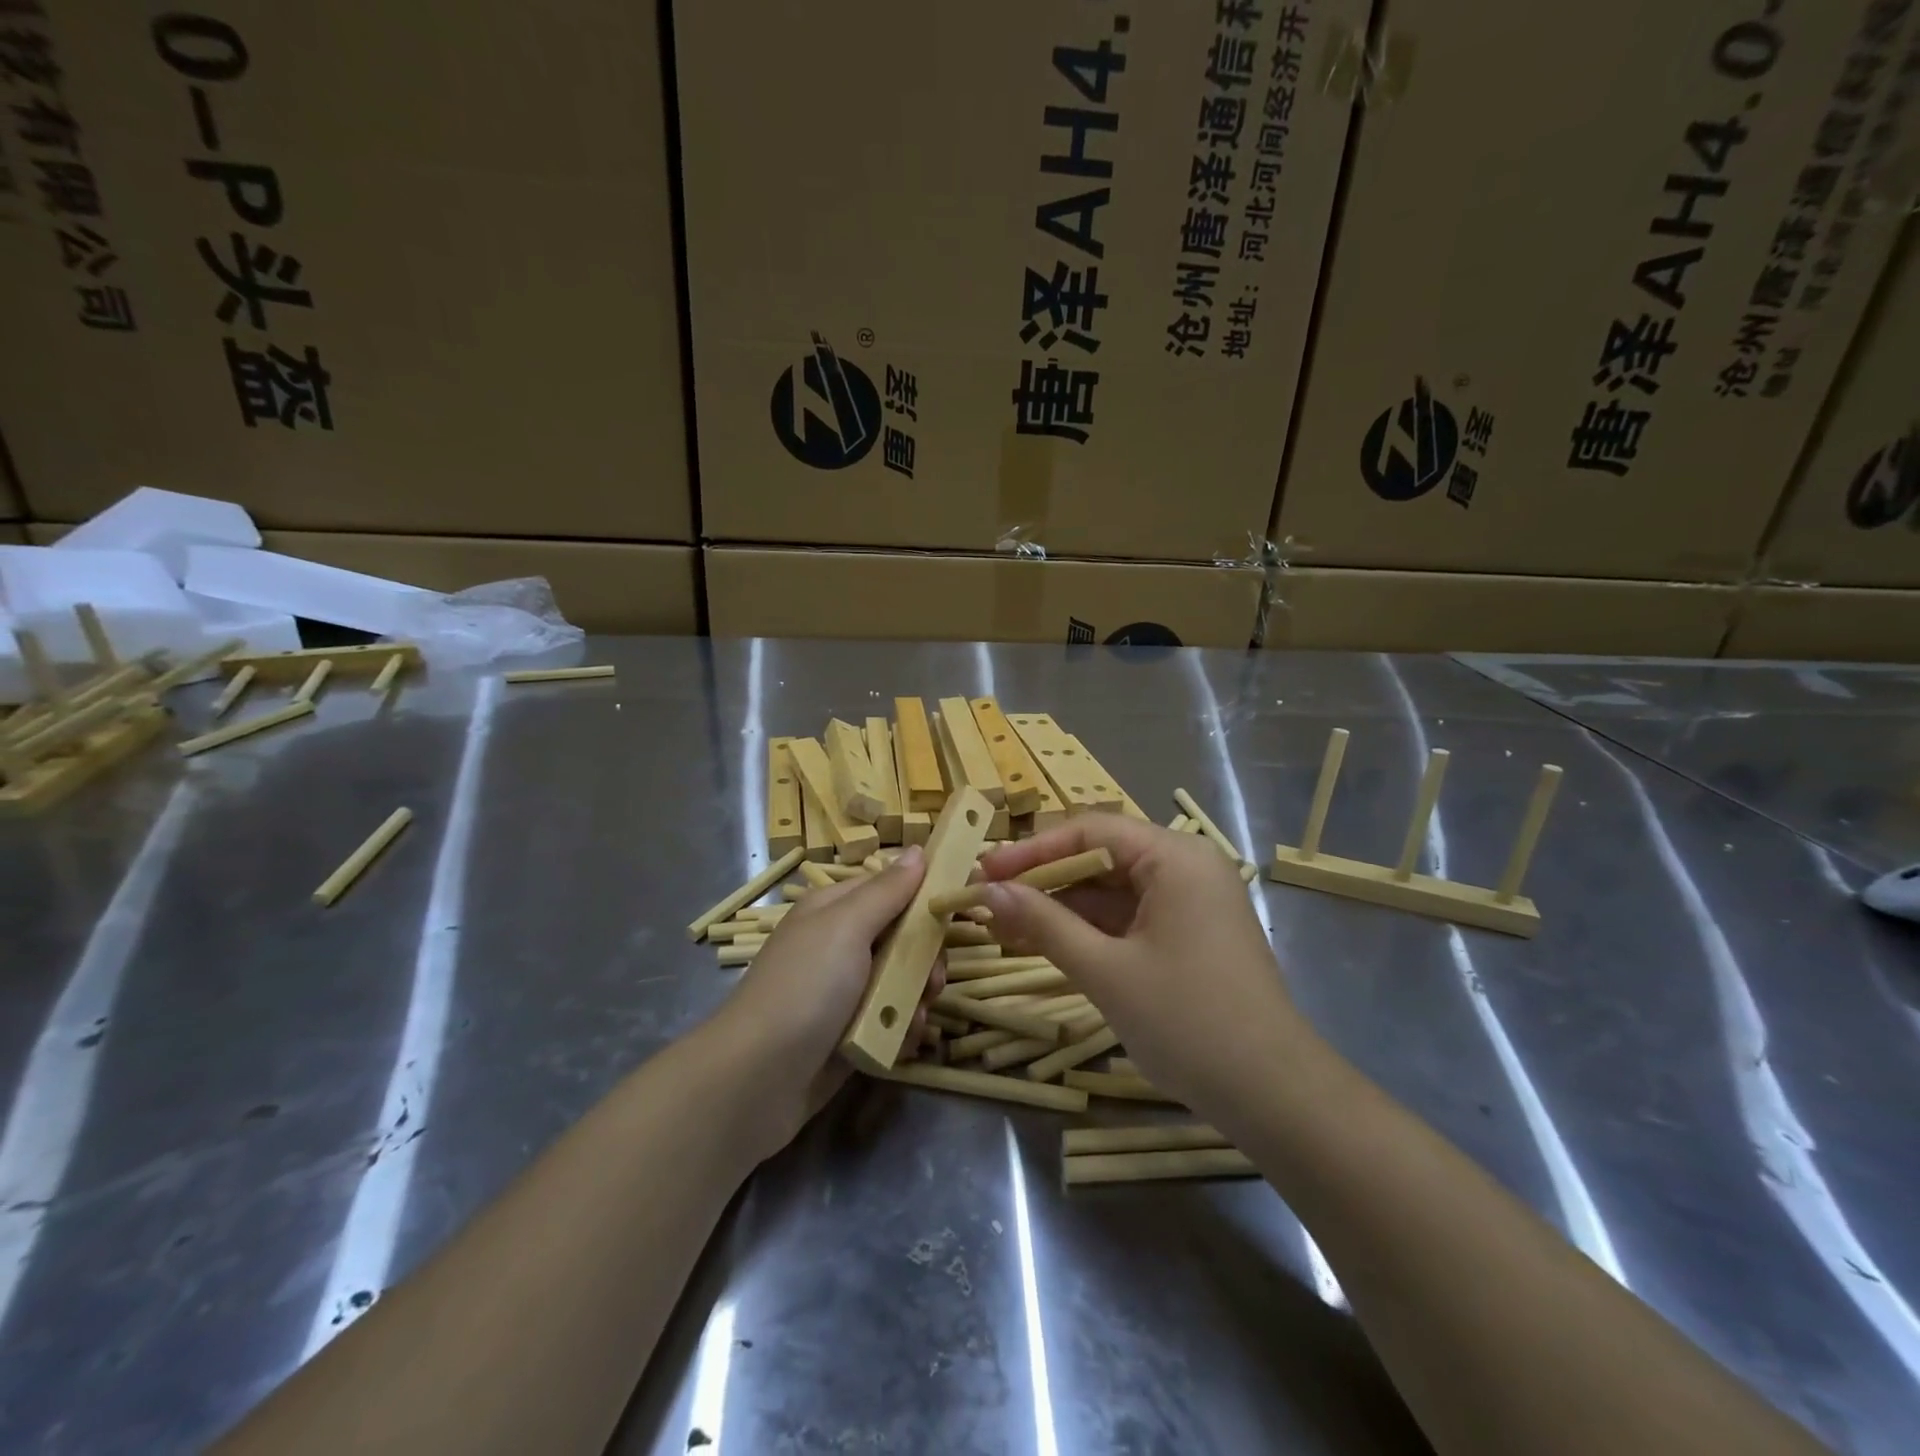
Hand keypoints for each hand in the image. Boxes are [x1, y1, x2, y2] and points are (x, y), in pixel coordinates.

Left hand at [709, 846, 944, 1155]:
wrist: (756, 1080)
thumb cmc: (805, 988)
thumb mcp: (847, 927)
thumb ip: (887, 891)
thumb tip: (918, 849)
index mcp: (834, 910)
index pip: (891, 889)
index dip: (924, 898)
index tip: (955, 912)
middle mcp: (840, 945)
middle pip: (903, 938)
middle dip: (925, 959)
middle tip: (932, 980)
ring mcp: (844, 991)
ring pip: (902, 982)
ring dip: (916, 998)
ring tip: (913, 1017)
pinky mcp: (849, 1033)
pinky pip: (890, 1020)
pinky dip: (900, 1029)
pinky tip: (901, 1041)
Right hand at [976, 818, 1305, 1118]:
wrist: (1274, 1097)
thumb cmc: (1189, 1023)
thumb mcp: (1106, 971)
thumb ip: (1043, 923)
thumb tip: (986, 891)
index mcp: (1175, 857)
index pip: (1090, 831)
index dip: (1031, 850)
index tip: (982, 872)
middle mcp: (1184, 867)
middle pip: (1098, 858)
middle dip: (1041, 881)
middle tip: (986, 901)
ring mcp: (1188, 903)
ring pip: (1109, 892)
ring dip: (1058, 908)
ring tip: (1001, 925)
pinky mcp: (1186, 936)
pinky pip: (1126, 919)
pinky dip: (1086, 931)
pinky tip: (1042, 943)